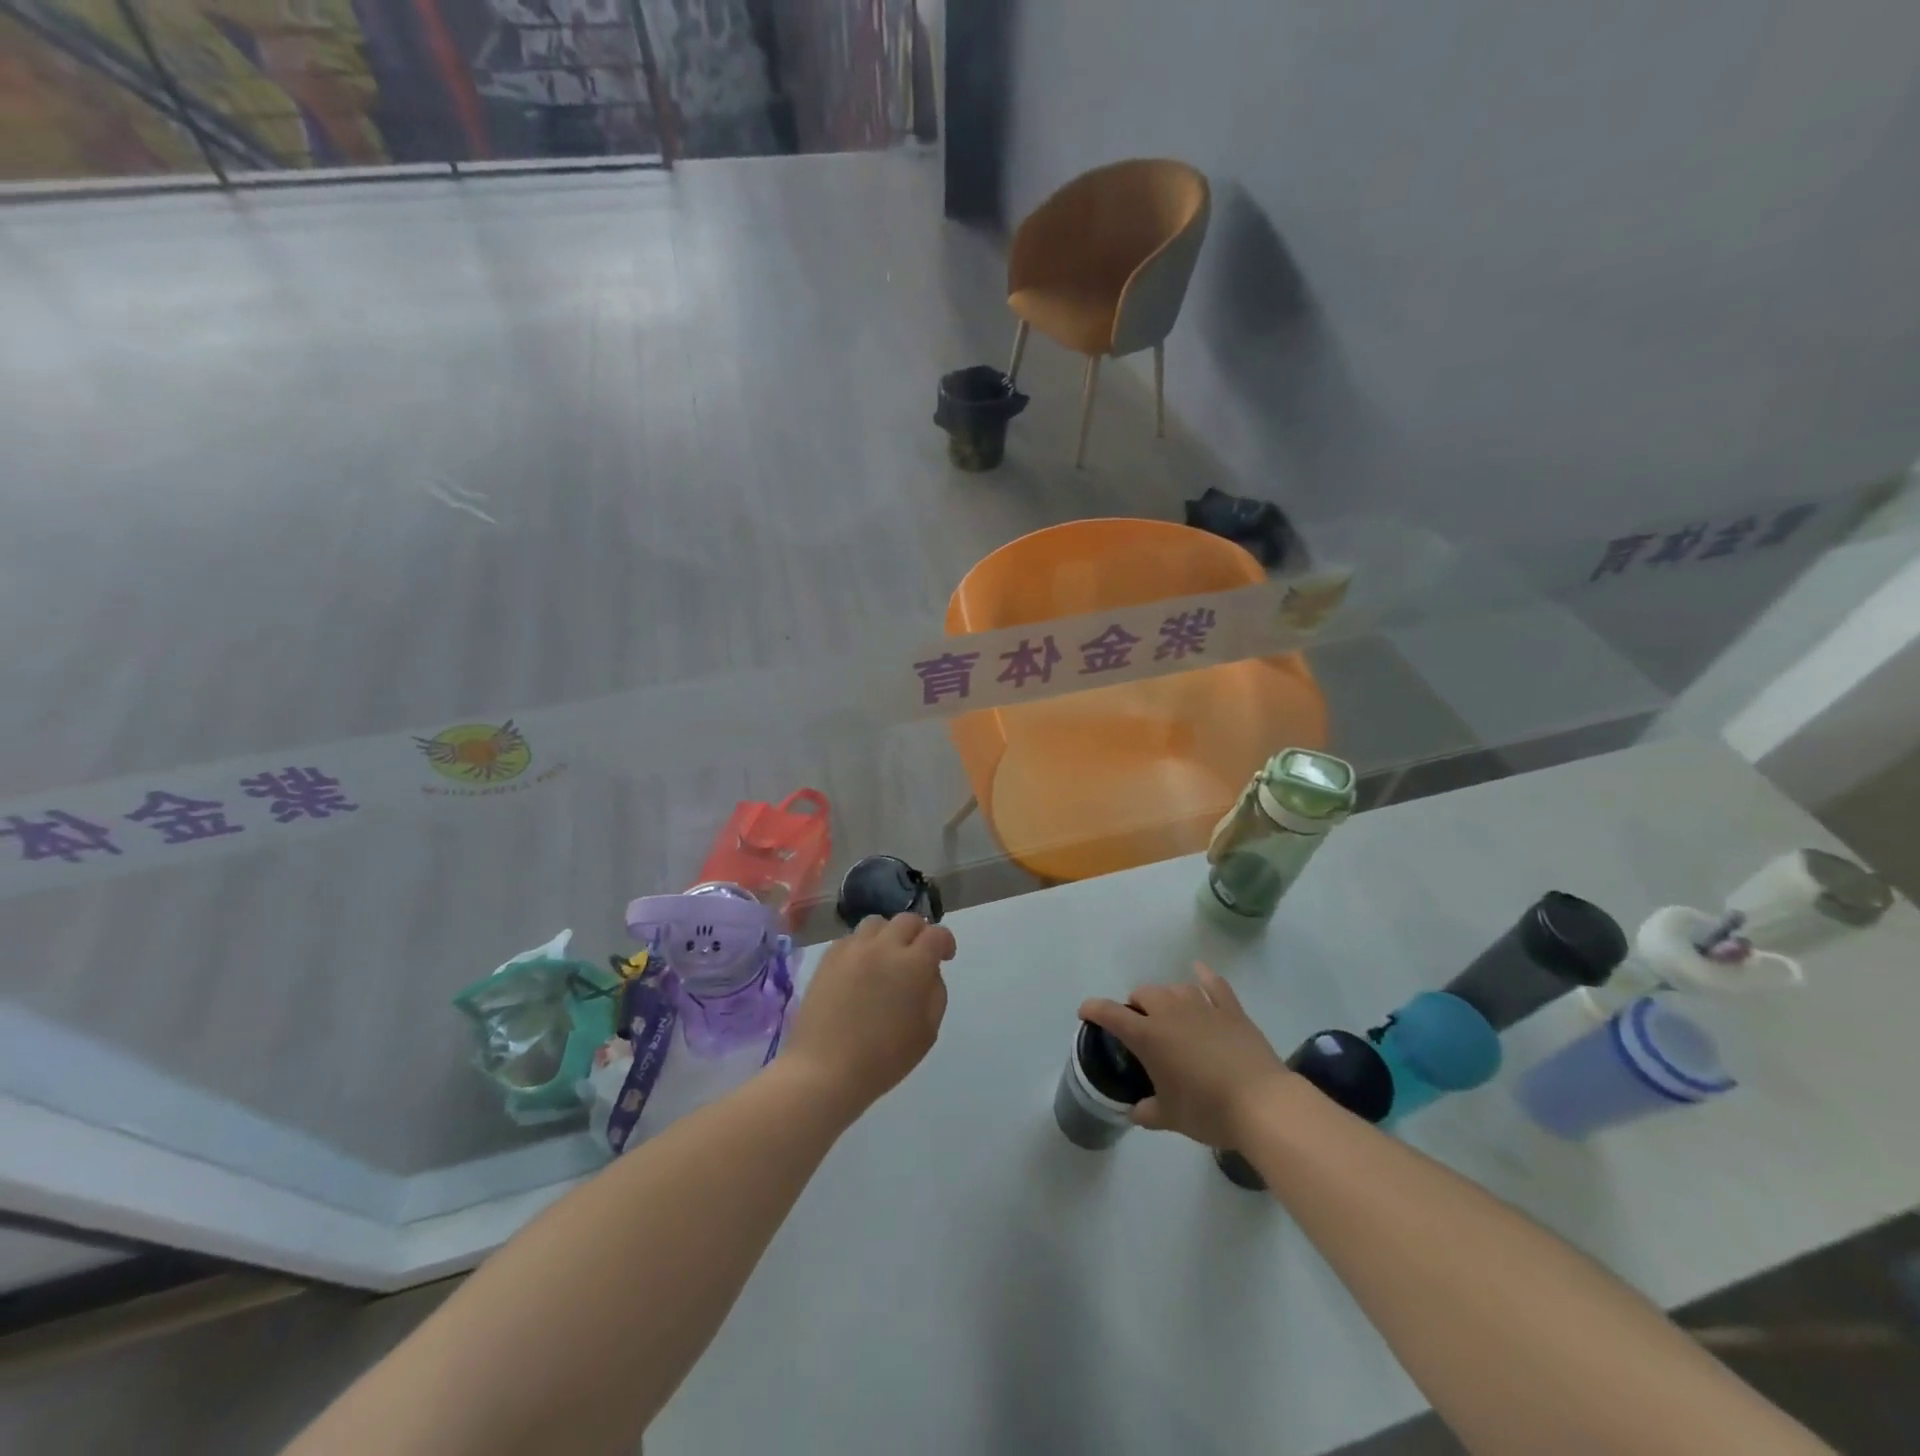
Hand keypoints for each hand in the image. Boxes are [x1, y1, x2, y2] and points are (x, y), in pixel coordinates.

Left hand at [782, 913, 955, 1119]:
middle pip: (907, 920)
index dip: (945, 942)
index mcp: (913, 965)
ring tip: (886, 957)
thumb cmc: (883, 1059)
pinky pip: (851, 938)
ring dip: (889, 935)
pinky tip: (860, 968)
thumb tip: (929, 972)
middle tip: (918, 954)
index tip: (945, 956)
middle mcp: (883, 947)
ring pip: (877, 923)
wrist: (825, 1070)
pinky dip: (862, 946)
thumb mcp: (927, 1032)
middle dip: (919, 932)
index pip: (936, 934)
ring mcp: (853, 949)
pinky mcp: (828, 957)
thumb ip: (935, 993)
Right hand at [1079, 962, 1289, 1147]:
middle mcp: (1170, 1013)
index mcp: (1148, 1036)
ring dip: (1166, 996)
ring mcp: (1202, 1007)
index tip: (1085, 1012)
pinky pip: (1214, 984)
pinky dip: (1204, 976)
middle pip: (1144, 993)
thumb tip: (1135, 1110)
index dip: (1094, 1009)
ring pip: (1175, 988)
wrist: (1261, 1103)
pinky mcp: (1231, 1010)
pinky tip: (1199, 971)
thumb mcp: (1170, 1118)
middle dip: (1136, 1004)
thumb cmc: (1207, 1110)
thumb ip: (1147, 1111)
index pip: (1111, 1014)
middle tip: (1139, 1025)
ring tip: (1169, 1011)